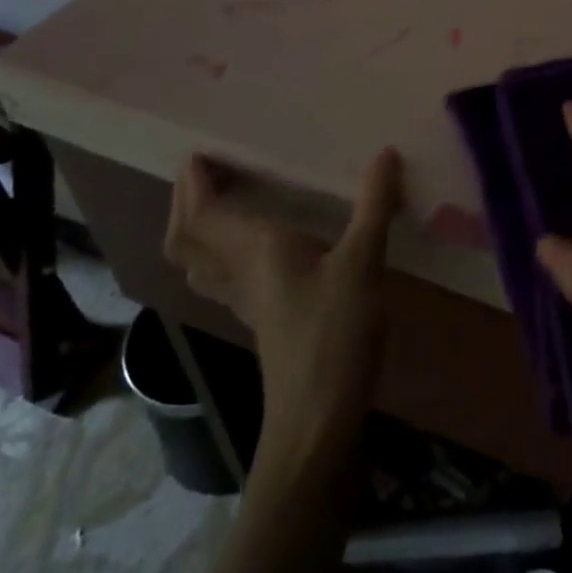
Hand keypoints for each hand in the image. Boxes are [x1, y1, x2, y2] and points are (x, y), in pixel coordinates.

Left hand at [163, 149, 402, 465]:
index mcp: (255, 250)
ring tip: (219, 202)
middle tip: (204, 171)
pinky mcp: (262, 320)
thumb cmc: (334, 336)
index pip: (203, 213)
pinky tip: (253, 250)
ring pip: (199, 262)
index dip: (193, 183)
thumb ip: (374, 207)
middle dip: (185, 203)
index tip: (199, 151)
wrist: (317, 421)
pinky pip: (222, 276)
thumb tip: (386, 154)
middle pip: (187, 238)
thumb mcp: (363, 264)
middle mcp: (240, 272)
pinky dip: (220, 252)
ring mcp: (246, 301)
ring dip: (196, 229)